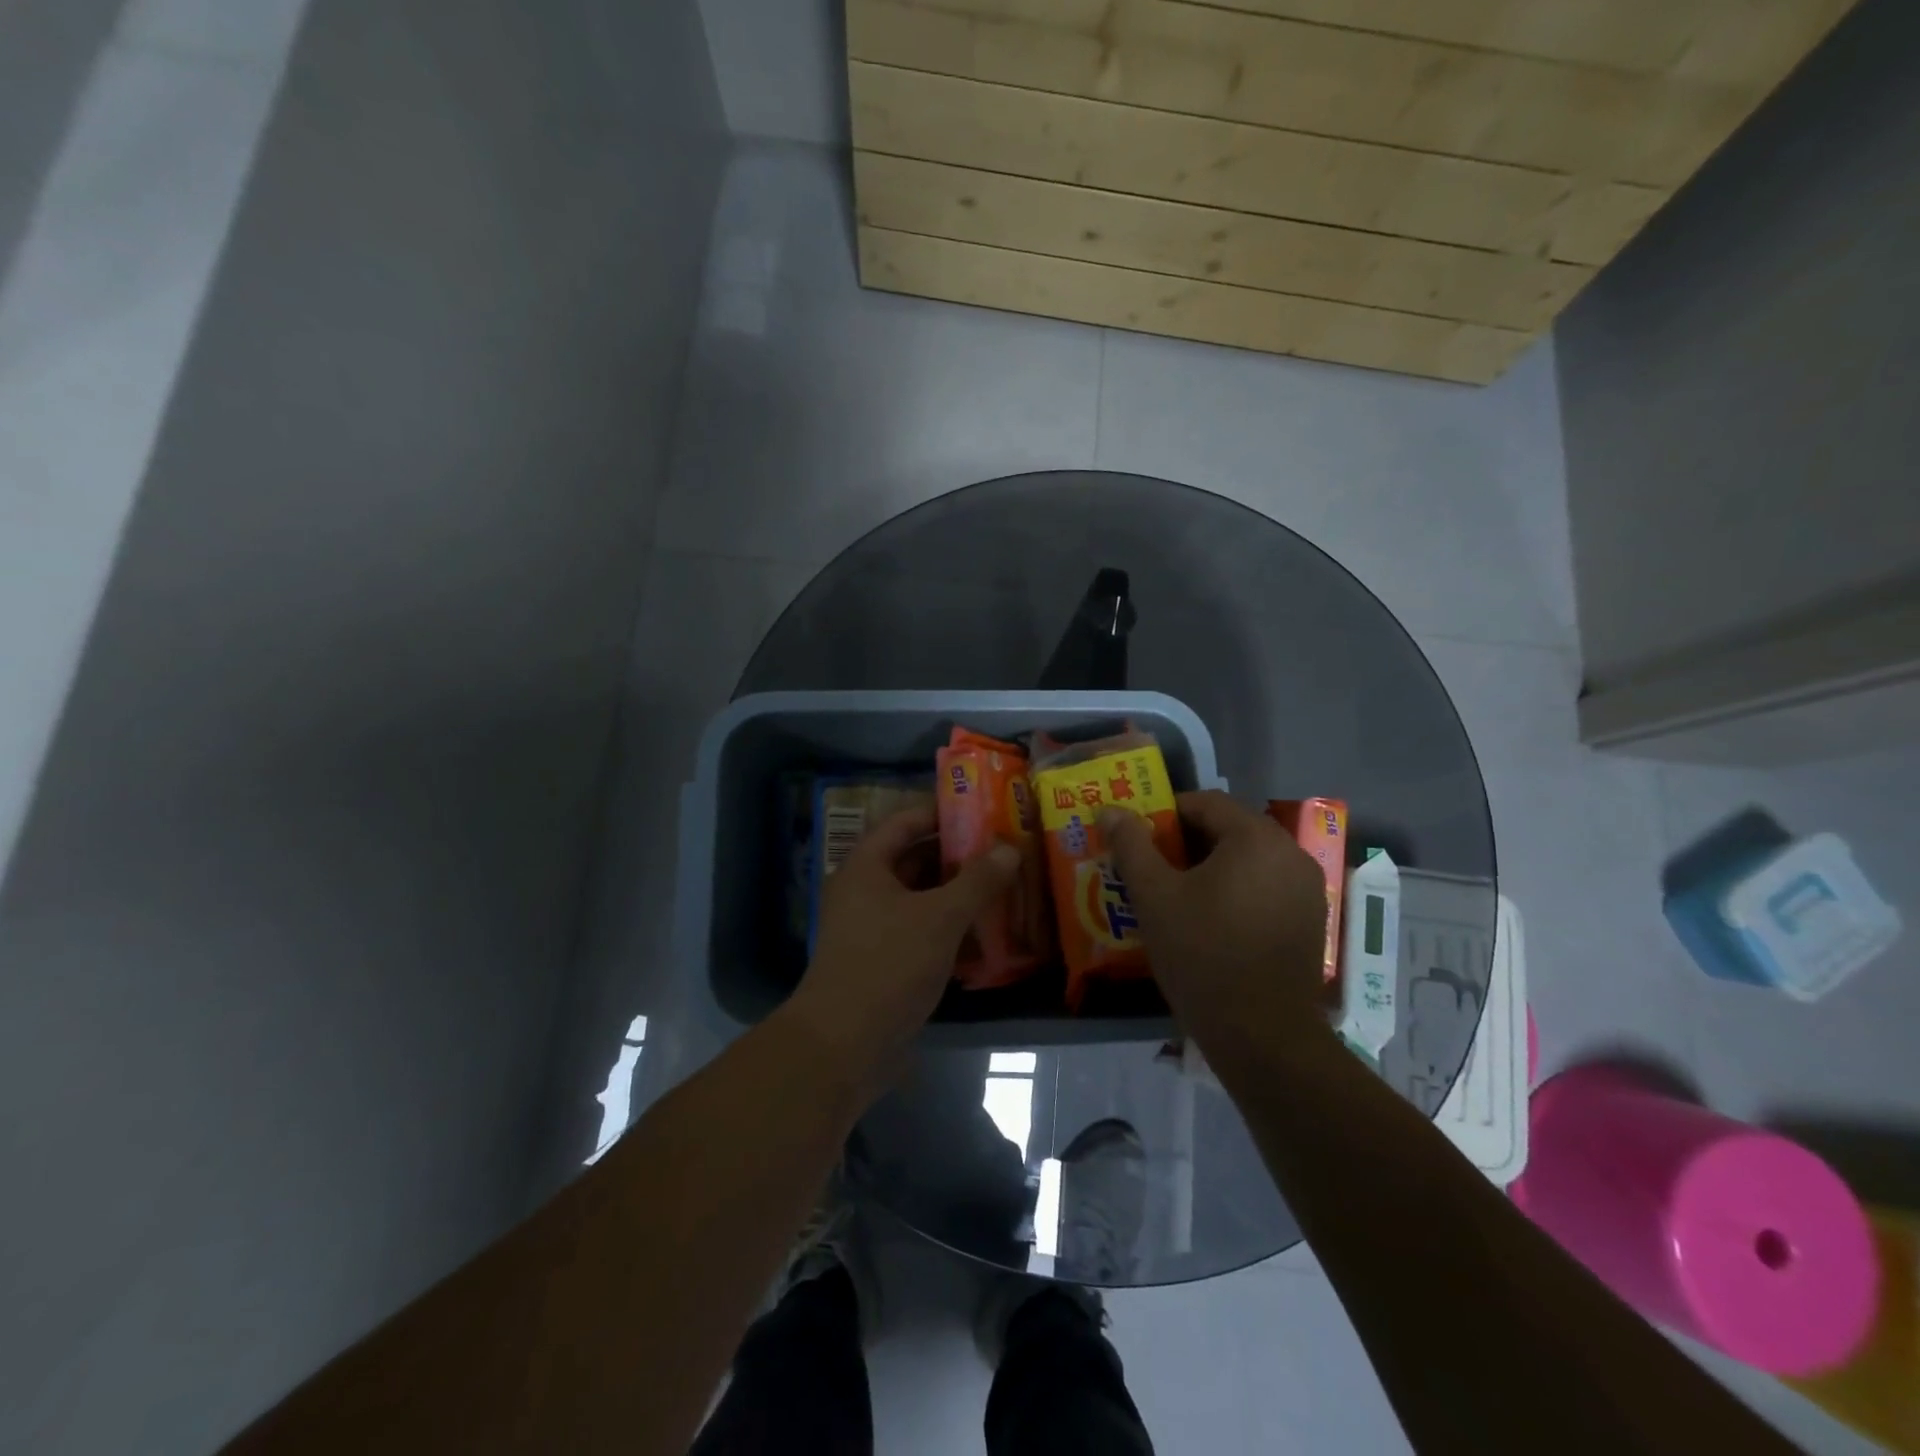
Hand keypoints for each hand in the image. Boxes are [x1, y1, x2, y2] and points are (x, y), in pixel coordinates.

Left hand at [787, 805, 1019, 1084]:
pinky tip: (988, 935)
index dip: (942, 813)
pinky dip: (950, 930)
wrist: (844, 1046)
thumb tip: (1010, 849)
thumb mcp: (940, 917)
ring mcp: (872, 929)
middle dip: (959, 858)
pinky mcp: (884, 963)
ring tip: (1005, 888)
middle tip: (1004, 851)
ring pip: (921, 900)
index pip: (905, 822)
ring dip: (958, 896)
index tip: (983, 811)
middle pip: (915, 861)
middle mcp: (865, 891)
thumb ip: (977, 881)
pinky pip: (921, 933)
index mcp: (866, 867)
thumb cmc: (888, 964)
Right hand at [1099, 791, 1330, 1051]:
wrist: (1262, 1035)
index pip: (1205, 803)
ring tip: (1174, 895)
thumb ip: (1132, 845)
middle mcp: (1291, 853)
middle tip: (1150, 867)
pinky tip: (1209, 921)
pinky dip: (1235, 891)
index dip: (1165, 813)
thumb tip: (1111, 810)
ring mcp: (1307, 889)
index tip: (1137, 838)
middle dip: (1185, 843)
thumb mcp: (1155, 896)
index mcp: (1257, 838)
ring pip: (1247, 861)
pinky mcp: (1310, 921)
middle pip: (1229, 830)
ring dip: (1210, 868)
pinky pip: (1265, 888)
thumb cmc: (1202, 954)